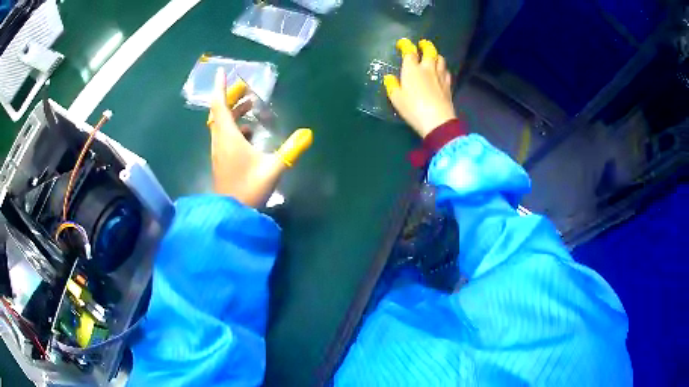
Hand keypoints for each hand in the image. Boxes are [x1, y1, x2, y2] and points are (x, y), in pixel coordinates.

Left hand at [207, 68, 312, 206]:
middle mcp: (220, 141)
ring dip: (233, 112)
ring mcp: (219, 151)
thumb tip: (308, 133)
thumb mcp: (273, 168)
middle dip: (230, 97)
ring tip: (250, 106)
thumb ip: (291, 149)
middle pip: (219, 112)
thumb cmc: (249, 189)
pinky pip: (225, 135)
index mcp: (228, 137)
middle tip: (245, 88)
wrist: (232, 213)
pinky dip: (235, 127)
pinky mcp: (222, 160)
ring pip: (221, 124)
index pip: (219, 105)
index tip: (222, 71)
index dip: (220, 87)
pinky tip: (250, 132)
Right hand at [384, 38, 455, 137]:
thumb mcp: (396, 99)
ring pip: (440, 60)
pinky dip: (443, 68)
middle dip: (426, 45)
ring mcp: (440, 77)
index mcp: (412, 70)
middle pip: (429, 52)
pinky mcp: (448, 86)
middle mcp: (427, 69)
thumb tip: (389, 78)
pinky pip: (446, 72)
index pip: (409, 52)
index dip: (406, 45)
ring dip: (436, 55)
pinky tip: (441, 72)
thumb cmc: (413, 109)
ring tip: (433, 56)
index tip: (403, 44)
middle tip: (423, 44)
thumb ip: (392, 86)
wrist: (437, 121)